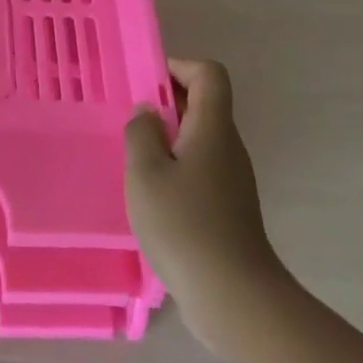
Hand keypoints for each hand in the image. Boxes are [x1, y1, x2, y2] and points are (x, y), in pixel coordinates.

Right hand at [124, 59, 280, 335]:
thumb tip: (148, 112)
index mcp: (213, 129)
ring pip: (201, 138)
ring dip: (168, 136)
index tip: (144, 83)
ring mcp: (232, 179)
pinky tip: (152, 193)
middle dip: (166, 102)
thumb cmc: (183, 225)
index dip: (178, 67)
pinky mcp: (228, 207)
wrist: (233, 296)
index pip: (209, 74)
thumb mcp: (145, 172)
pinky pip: (200, 167)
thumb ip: (141, 133)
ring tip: (134, 157)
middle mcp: (228, 147)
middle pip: (205, 104)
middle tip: (129, 120)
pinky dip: (176, 165)